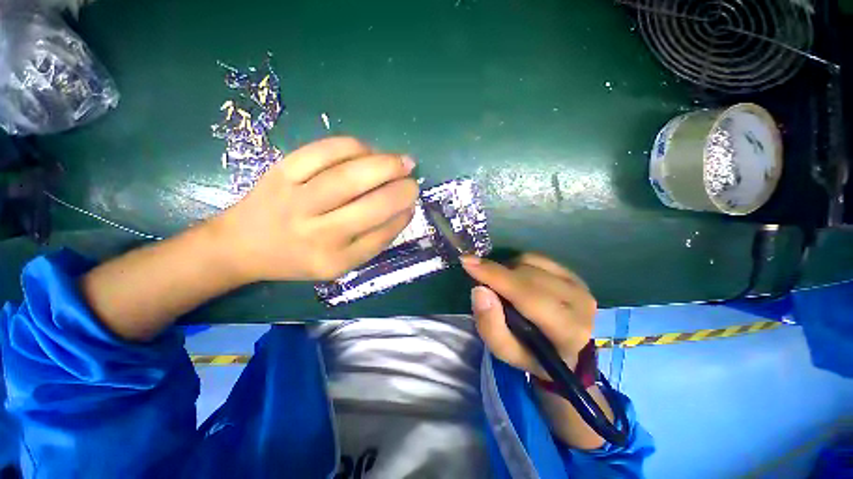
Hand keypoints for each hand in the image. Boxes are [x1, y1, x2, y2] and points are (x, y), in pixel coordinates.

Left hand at [210, 137, 418, 282]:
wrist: (243, 244)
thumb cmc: (298, 258)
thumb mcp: (339, 263)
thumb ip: (374, 240)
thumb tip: (404, 209)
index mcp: (334, 260)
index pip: (381, 235)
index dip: (402, 214)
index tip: (413, 202)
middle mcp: (317, 234)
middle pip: (370, 206)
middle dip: (400, 190)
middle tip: (413, 179)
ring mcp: (296, 200)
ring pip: (349, 176)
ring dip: (384, 164)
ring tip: (402, 161)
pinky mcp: (281, 172)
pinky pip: (323, 152)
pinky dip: (353, 147)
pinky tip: (368, 150)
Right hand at [461, 253, 595, 378]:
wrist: (565, 351)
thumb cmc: (531, 354)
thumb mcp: (505, 350)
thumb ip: (490, 325)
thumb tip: (480, 289)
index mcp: (567, 330)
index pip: (527, 295)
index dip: (495, 276)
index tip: (467, 262)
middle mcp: (580, 303)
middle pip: (527, 275)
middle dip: (496, 273)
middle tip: (480, 279)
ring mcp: (579, 285)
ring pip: (531, 262)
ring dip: (508, 269)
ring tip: (502, 285)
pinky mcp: (573, 274)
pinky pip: (537, 258)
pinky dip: (519, 264)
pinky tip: (516, 278)